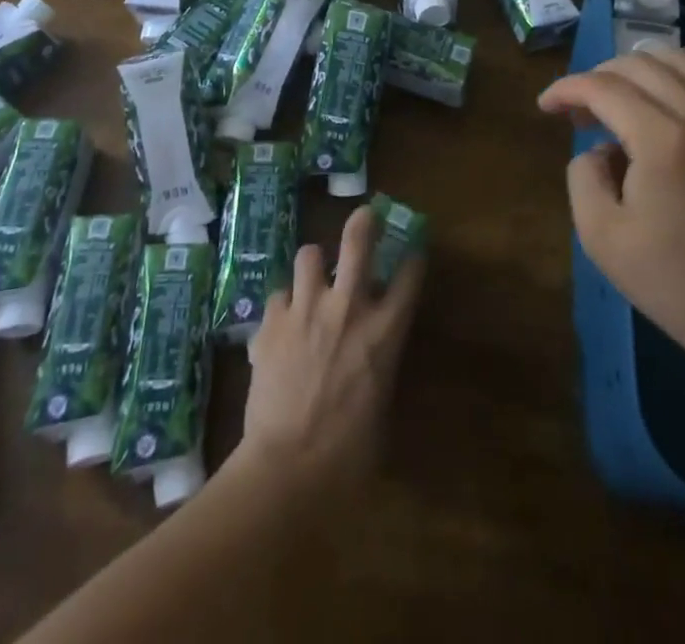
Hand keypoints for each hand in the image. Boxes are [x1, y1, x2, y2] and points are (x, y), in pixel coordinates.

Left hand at [237, 204, 425, 499]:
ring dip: (313, 265)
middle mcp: (347, 307)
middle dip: (363, 221)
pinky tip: (280, 325)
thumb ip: (379, 366)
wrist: (288, 469)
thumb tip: (373, 356)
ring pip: (309, 254)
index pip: (409, 275)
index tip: (412, 251)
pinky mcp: (272, 322)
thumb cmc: (349, 454)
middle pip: (358, 240)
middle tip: (364, 215)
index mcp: (384, 330)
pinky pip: (278, 295)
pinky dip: (283, 307)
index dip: (413, 257)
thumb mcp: (381, 405)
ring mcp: (306, 309)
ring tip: (312, 278)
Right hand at [541, 50, 684, 395]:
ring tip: (616, 100)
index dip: (566, 88)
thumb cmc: (671, 281)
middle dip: (597, 77)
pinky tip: (656, 117)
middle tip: (578, 112)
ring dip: (636, 69)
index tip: (545, 106)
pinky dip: (670, 84)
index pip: (604, 87)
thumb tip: (599, 148)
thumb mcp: (600, 236)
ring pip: (678, 61)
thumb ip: (583, 175)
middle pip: (638, 64)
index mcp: (664, 141)